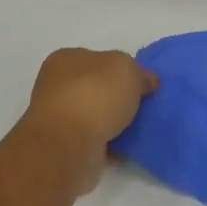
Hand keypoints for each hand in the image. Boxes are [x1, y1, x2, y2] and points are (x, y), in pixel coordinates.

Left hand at [21, 48, 155, 193]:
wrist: (68, 146)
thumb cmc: (94, 95)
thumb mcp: (127, 68)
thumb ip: (140, 72)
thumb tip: (147, 81)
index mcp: (66, 60)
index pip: (97, 58)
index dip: (121, 68)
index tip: (142, 82)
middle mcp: (58, 87)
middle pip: (97, 88)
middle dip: (120, 96)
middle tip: (146, 104)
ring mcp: (61, 119)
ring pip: (97, 116)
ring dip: (117, 122)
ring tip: (144, 126)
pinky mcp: (68, 147)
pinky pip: (98, 141)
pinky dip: (114, 144)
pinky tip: (132, 147)